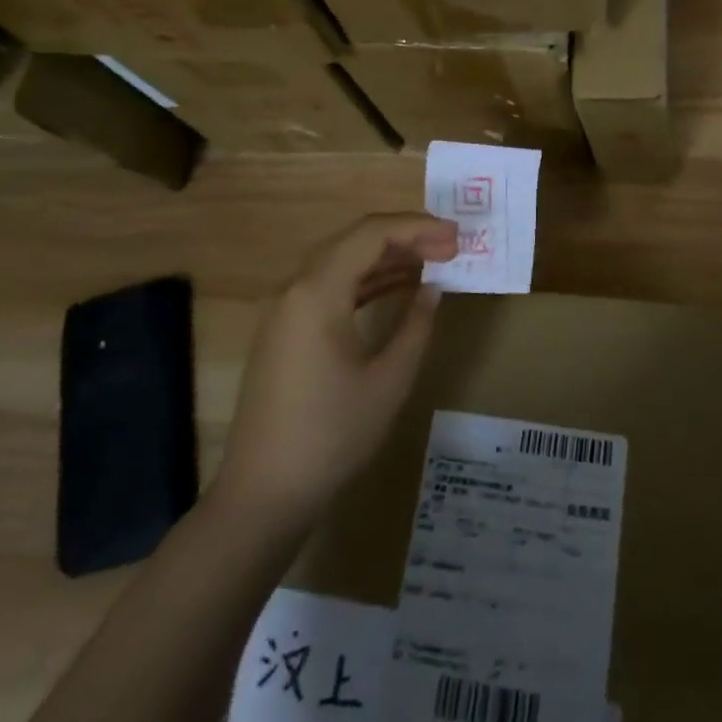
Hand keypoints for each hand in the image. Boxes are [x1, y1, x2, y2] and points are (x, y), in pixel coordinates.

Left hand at [212, 212, 456, 537]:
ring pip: (341, 262)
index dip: (418, 227)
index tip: (457, 237)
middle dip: (405, 237)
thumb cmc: (332, 435)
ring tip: (432, 262)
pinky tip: (397, 289)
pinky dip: (365, 281)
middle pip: (354, 240)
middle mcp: (295, 288)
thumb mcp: (389, 380)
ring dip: (386, 258)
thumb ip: (416, 325)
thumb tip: (432, 290)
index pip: (372, 233)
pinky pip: (329, 287)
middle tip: (449, 247)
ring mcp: (285, 310)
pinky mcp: (284, 331)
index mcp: (317, 291)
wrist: (264, 494)